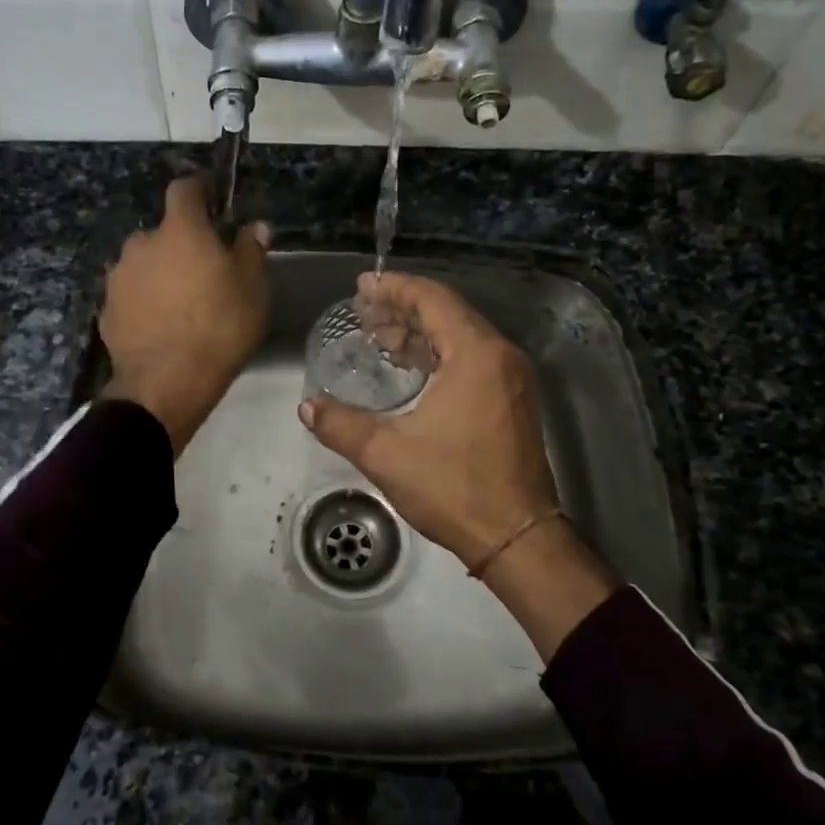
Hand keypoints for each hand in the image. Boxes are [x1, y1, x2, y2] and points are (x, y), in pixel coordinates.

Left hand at [100, 175, 270, 454]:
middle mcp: (142, 244)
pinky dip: (146, 301)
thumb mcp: (252, 289)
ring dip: (161, 272)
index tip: (212, 197)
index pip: (184, 189)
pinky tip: (161, 326)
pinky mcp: (107, 309)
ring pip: (145, 264)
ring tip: (181, 303)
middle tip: (204, 270)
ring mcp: (119, 277)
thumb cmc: (219, 328)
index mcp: (180, 231)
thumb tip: (255, 226)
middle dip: (181, 243)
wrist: (166, 383)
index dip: (199, 188)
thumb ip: (251, 250)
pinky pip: (132, 295)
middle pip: (164, 232)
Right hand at [299, 270, 560, 566]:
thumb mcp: (387, 454)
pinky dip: (438, 353)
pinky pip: (473, 358)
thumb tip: (308, 406)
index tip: (362, 286)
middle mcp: (501, 356)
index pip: (433, 300)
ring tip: (378, 336)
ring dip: (420, 331)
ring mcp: (512, 379)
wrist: (517, 538)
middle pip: (448, 313)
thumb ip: (341, 424)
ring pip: (461, 336)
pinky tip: (409, 367)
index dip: (394, 288)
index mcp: (476, 355)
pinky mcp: (513, 401)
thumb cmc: (454, 488)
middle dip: (403, 308)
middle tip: (363, 311)